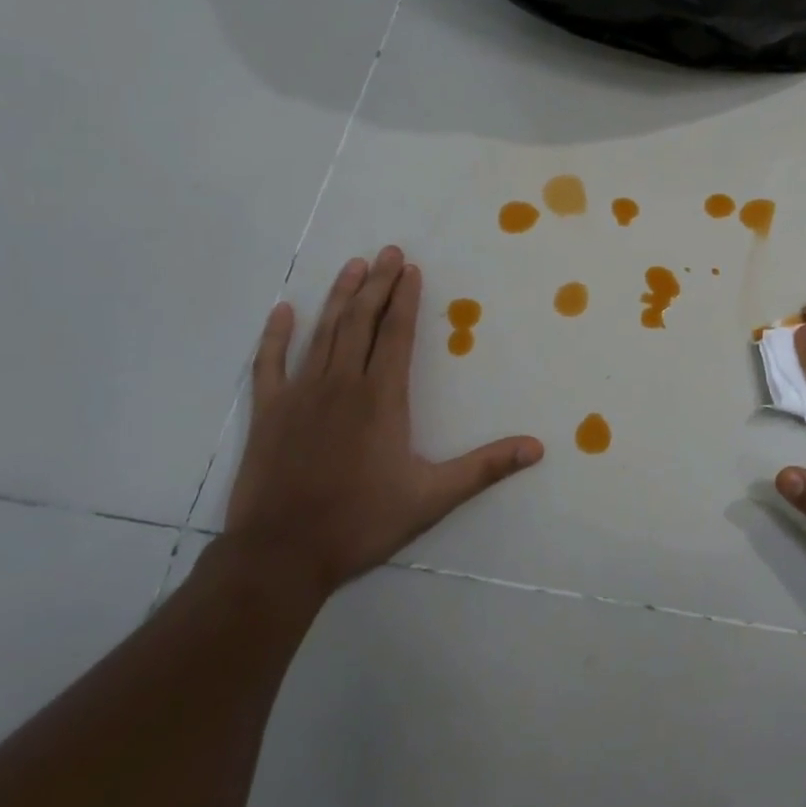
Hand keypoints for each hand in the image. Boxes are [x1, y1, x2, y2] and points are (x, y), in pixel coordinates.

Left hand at [226, 248, 543, 598]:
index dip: (405, 298)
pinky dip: (275, 336)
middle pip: (361, 321)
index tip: (411, 268)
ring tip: (352, 266)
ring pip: (323, 333)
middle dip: (377, 283)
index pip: (396, 333)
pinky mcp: (268, 413)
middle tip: (387, 250)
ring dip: (339, 297)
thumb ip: (485, 467)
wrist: (281, 556)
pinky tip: (282, 311)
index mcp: (381, 397)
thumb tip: (537, 447)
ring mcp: (300, 395)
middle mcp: (341, 384)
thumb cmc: (361, 522)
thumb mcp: (432, 497)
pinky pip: (269, 364)